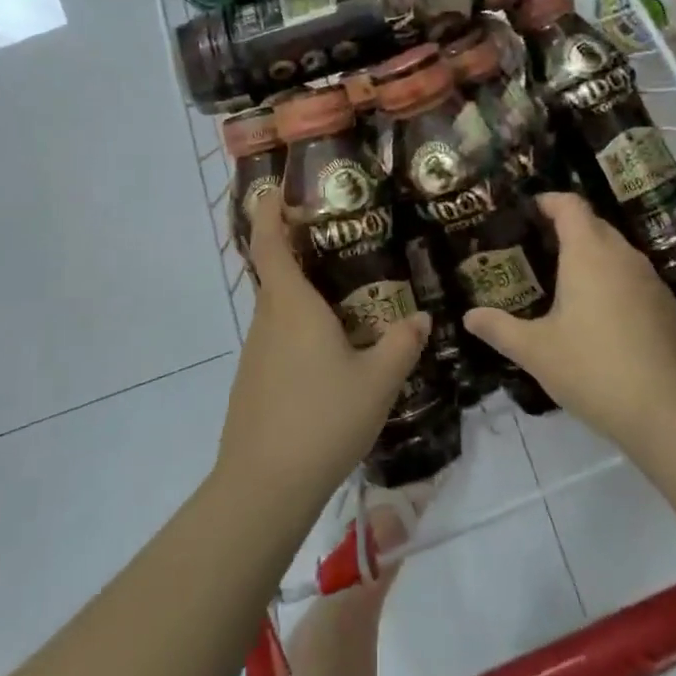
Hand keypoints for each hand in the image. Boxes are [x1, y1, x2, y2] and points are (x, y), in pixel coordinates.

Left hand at [215, 192, 428, 518]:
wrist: (265, 486)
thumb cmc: (323, 418)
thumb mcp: (378, 381)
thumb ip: (402, 344)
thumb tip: (422, 317)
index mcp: (291, 306)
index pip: (271, 243)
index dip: (270, 212)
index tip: (277, 189)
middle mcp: (267, 320)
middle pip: (277, 274)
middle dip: (301, 253)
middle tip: (342, 244)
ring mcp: (255, 353)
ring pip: (279, 311)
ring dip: (305, 298)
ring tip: (348, 301)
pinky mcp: (253, 382)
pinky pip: (278, 340)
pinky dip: (300, 332)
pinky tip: (330, 357)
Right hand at [463, 192, 675, 448]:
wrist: (669, 413)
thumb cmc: (593, 369)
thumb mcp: (536, 351)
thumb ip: (499, 328)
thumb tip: (468, 316)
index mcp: (589, 253)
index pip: (570, 205)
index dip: (547, 201)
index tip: (525, 212)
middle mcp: (623, 256)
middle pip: (593, 224)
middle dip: (564, 228)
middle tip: (533, 249)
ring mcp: (651, 281)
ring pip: (615, 251)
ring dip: (589, 255)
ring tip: (560, 280)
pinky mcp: (667, 307)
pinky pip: (632, 277)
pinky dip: (610, 280)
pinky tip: (596, 314)